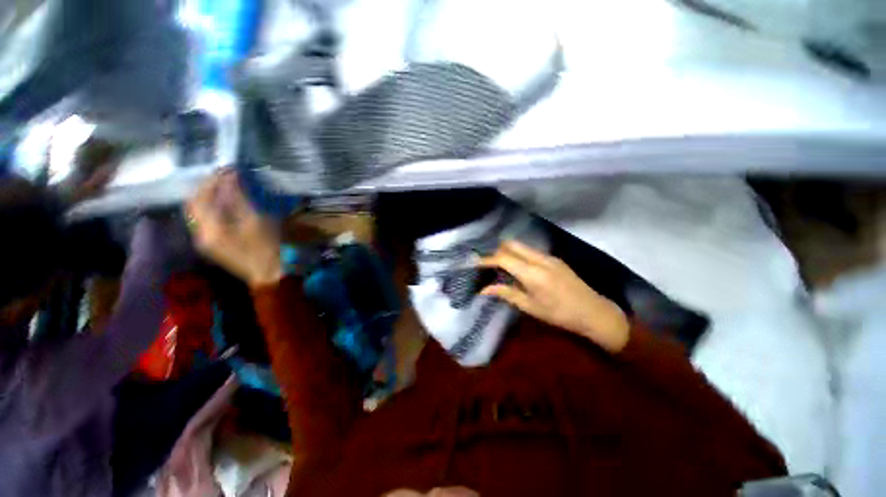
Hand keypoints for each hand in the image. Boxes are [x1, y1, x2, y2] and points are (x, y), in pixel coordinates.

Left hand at [186, 171, 282, 287]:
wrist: (269, 273)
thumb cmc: (267, 247)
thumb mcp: (255, 220)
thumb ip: (239, 198)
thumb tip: (229, 176)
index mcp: (210, 229)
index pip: (202, 197)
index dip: (212, 180)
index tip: (227, 169)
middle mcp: (200, 234)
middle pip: (193, 204)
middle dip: (206, 187)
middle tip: (223, 176)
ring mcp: (204, 240)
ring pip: (196, 212)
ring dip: (207, 196)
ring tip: (224, 186)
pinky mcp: (211, 243)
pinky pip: (203, 220)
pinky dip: (211, 207)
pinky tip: (224, 203)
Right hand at [479, 241, 629, 352]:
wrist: (594, 312)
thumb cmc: (559, 314)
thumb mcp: (529, 306)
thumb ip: (505, 293)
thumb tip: (483, 290)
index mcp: (532, 273)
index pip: (503, 258)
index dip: (486, 259)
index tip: (474, 263)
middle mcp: (539, 259)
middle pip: (511, 244)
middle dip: (496, 250)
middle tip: (487, 263)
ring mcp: (548, 256)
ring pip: (521, 246)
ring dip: (508, 252)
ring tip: (499, 266)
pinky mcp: (554, 258)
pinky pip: (531, 251)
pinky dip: (519, 255)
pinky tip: (518, 268)